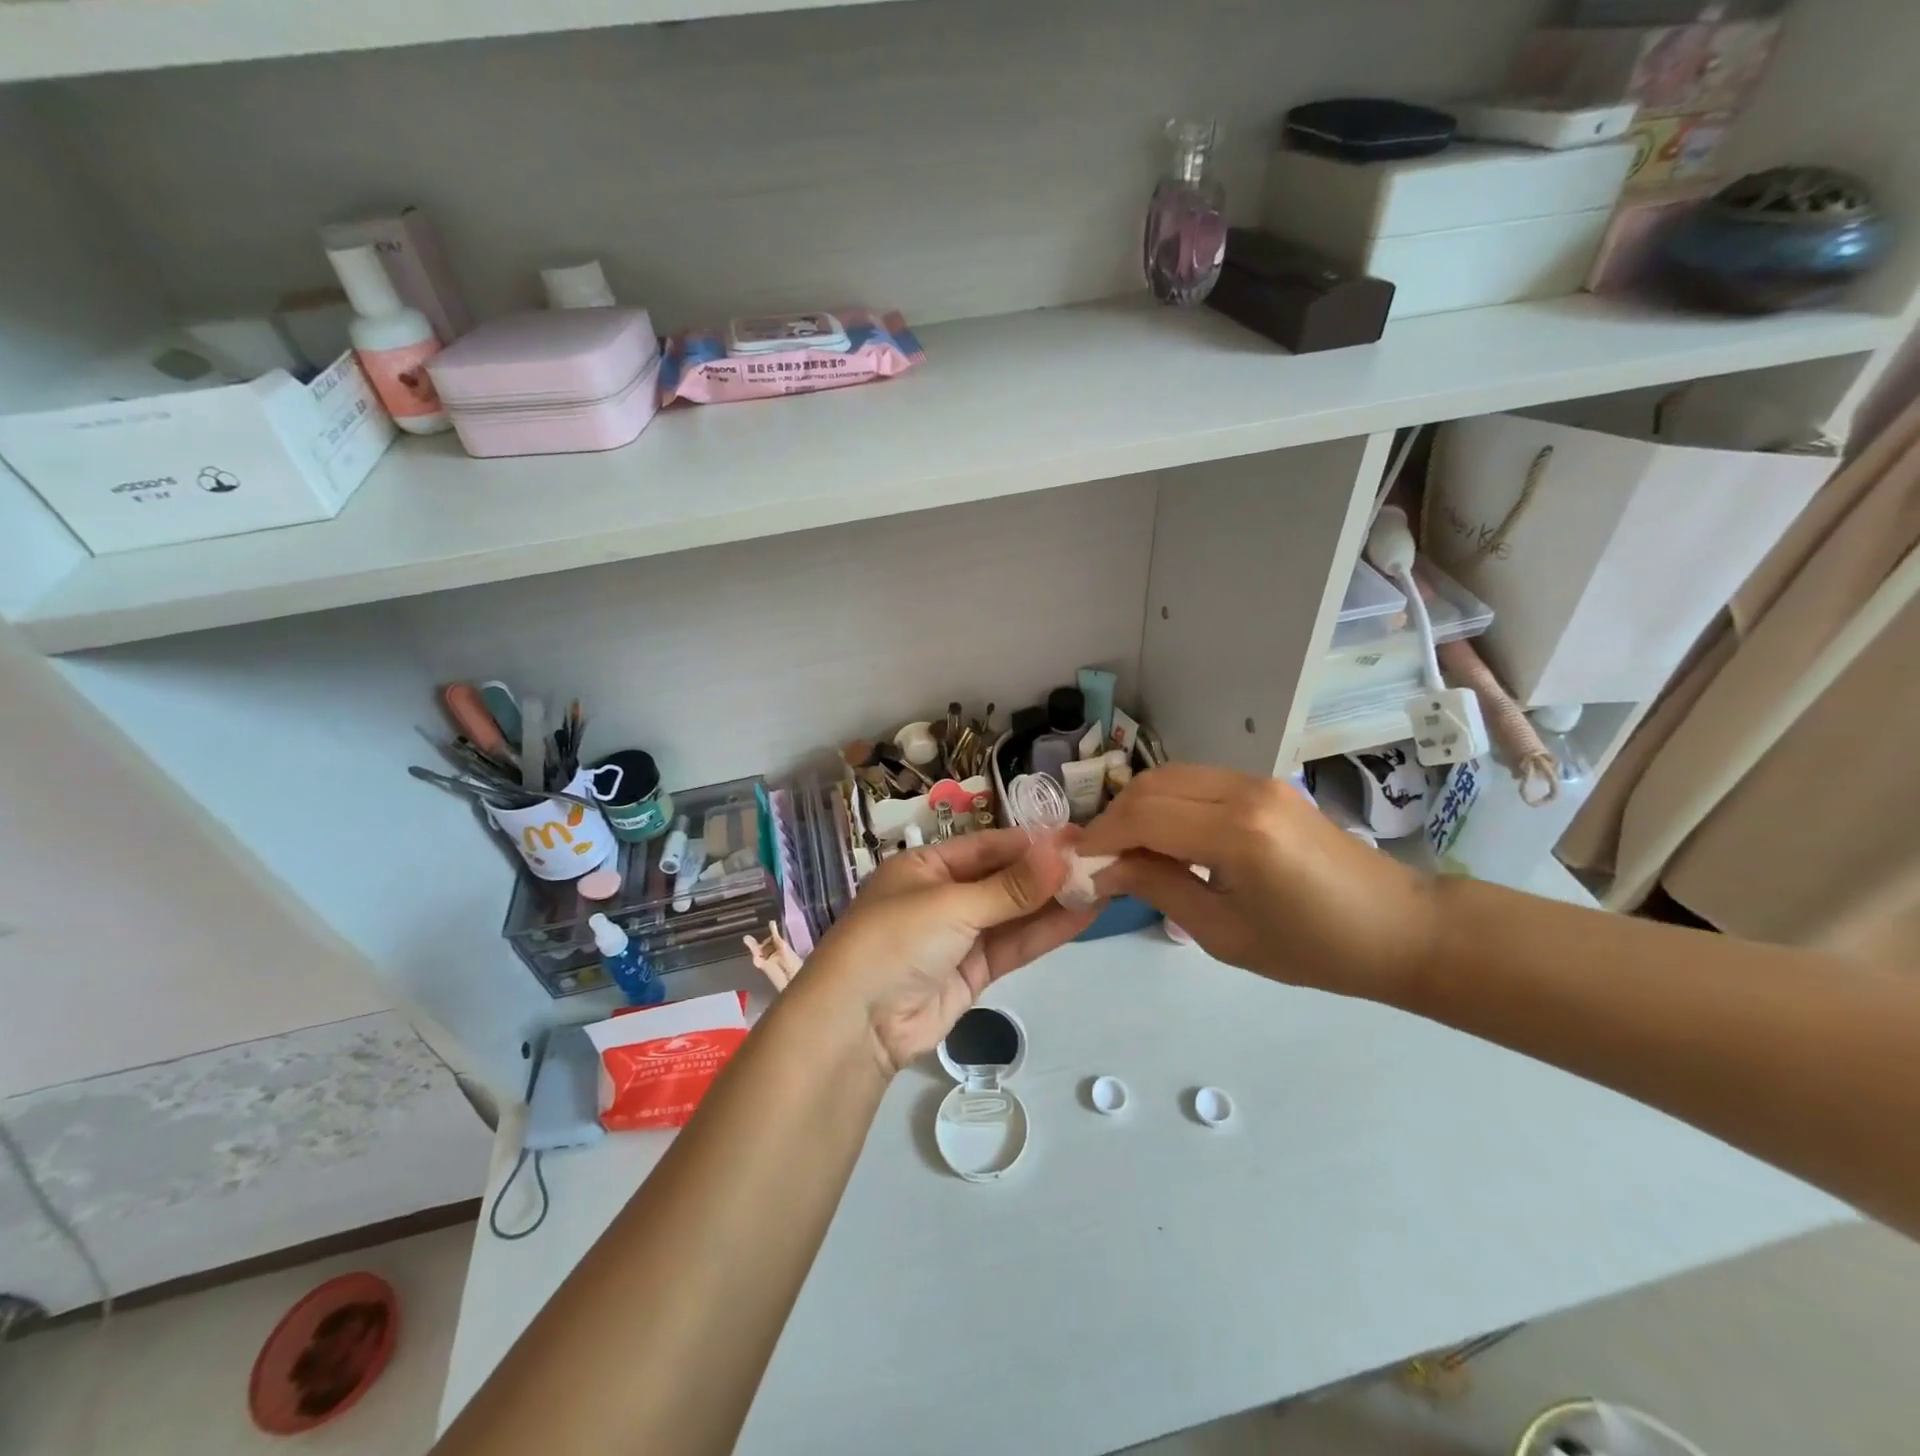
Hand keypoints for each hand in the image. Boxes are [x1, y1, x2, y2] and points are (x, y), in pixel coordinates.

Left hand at [797, 829, 1096, 1074]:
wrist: (858, 1025)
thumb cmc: (895, 940)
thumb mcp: (952, 905)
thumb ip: (1010, 887)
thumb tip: (1063, 853)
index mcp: (925, 866)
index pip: (987, 846)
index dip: (1032, 842)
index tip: (1078, 836)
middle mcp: (943, 896)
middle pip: (1004, 879)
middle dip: (1048, 872)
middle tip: (1102, 861)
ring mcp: (959, 936)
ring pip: (1014, 914)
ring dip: (1055, 901)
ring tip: (1105, 884)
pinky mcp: (973, 972)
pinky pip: (1014, 945)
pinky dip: (1046, 931)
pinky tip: (1083, 916)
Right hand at [1077, 765, 1437, 1002]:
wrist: (1399, 929)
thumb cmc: (1314, 949)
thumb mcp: (1223, 932)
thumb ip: (1158, 887)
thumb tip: (1102, 869)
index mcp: (1237, 833)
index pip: (1142, 815)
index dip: (1101, 838)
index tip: (1076, 866)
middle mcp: (1243, 791)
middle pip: (1150, 785)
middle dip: (1113, 819)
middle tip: (1098, 860)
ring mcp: (1256, 781)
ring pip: (1170, 777)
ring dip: (1137, 808)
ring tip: (1126, 850)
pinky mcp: (1264, 784)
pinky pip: (1196, 782)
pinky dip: (1166, 803)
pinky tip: (1164, 837)